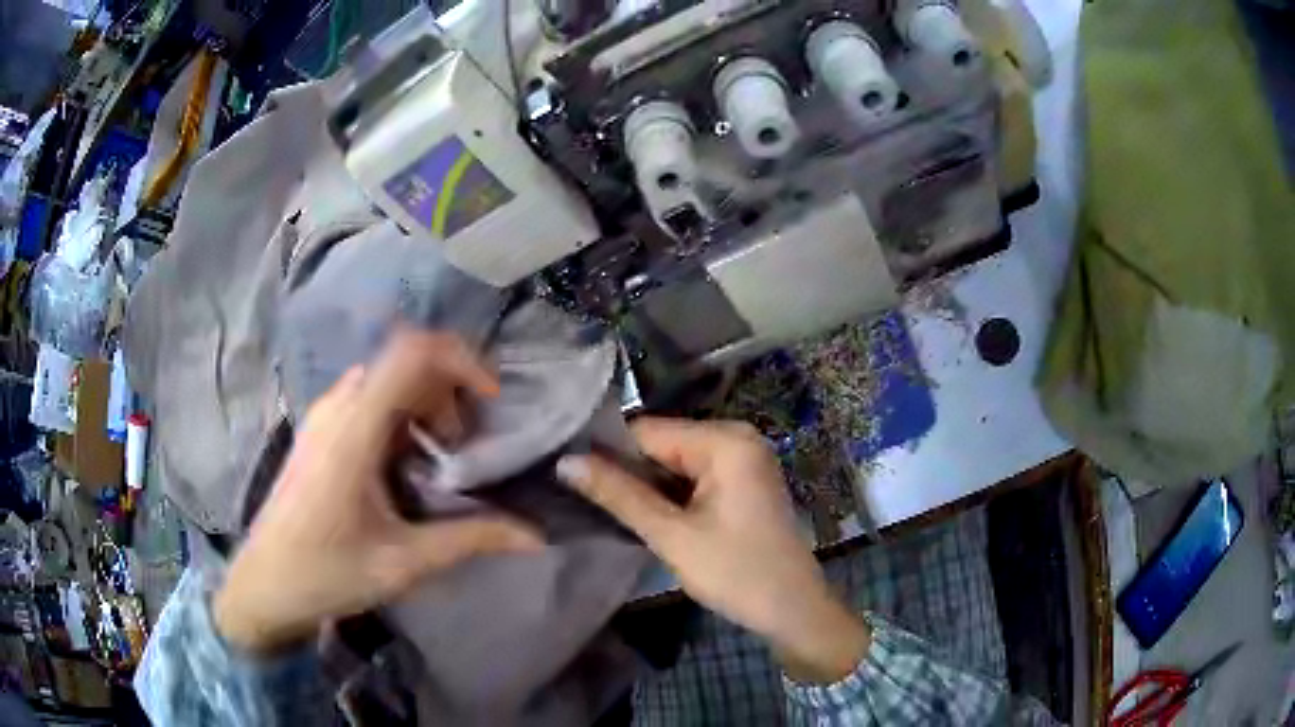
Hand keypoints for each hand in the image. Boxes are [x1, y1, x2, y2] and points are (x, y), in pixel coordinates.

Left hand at [214, 331, 541, 654]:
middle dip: (448, 391)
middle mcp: (336, 408)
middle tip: (466, 445)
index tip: (490, 400)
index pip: (412, 353)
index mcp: (354, 430)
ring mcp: (323, 417)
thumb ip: (470, 539)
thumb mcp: (404, 562)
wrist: (265, 586)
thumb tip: (534, 536)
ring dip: (424, 404)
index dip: (461, 359)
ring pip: (386, 380)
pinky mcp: (318, 432)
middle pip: (404, 362)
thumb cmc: (327, 573)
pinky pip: (368, 400)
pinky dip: (401, 416)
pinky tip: (404, 465)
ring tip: (439, 456)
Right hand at [557, 418, 868, 682]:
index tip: (567, 476)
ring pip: (673, 463)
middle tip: (581, 497)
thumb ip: (618, 494)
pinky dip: (668, 495)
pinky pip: (693, 476)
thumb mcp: (672, 535)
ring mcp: (743, 459)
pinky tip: (642, 514)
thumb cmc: (736, 573)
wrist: (794, 611)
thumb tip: (565, 461)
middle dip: (626, 472)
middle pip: (661, 444)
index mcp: (725, 440)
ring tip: (603, 507)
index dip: (605, 453)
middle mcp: (736, 437)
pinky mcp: (742, 482)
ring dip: (644, 486)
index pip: (646, 431)